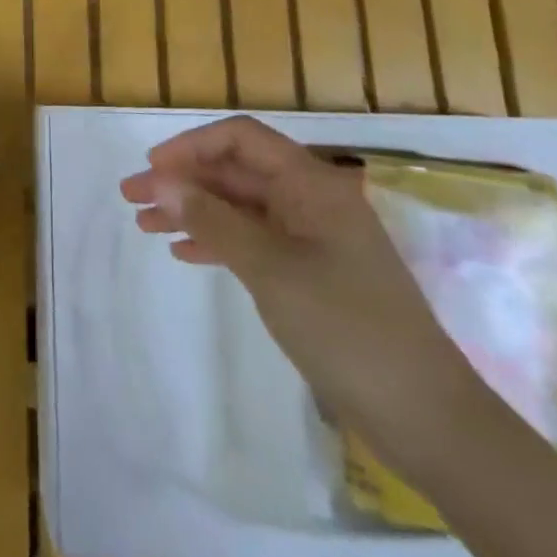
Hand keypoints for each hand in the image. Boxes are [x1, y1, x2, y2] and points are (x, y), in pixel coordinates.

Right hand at [120, 114, 483, 464]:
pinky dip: (216, 241)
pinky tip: (184, 253)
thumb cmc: (344, 325)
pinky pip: (253, 240)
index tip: (152, 168)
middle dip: (182, 181)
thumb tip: (159, 179)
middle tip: (132, 198)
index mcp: (310, 183)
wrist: (425, 417)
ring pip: (239, 207)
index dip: (191, 146)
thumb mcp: (268, 267)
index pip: (240, 139)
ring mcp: (312, 238)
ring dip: (193, 211)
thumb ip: (210, 219)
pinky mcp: (311, 272)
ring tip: (145, 225)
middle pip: (235, 173)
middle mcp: (310, 200)